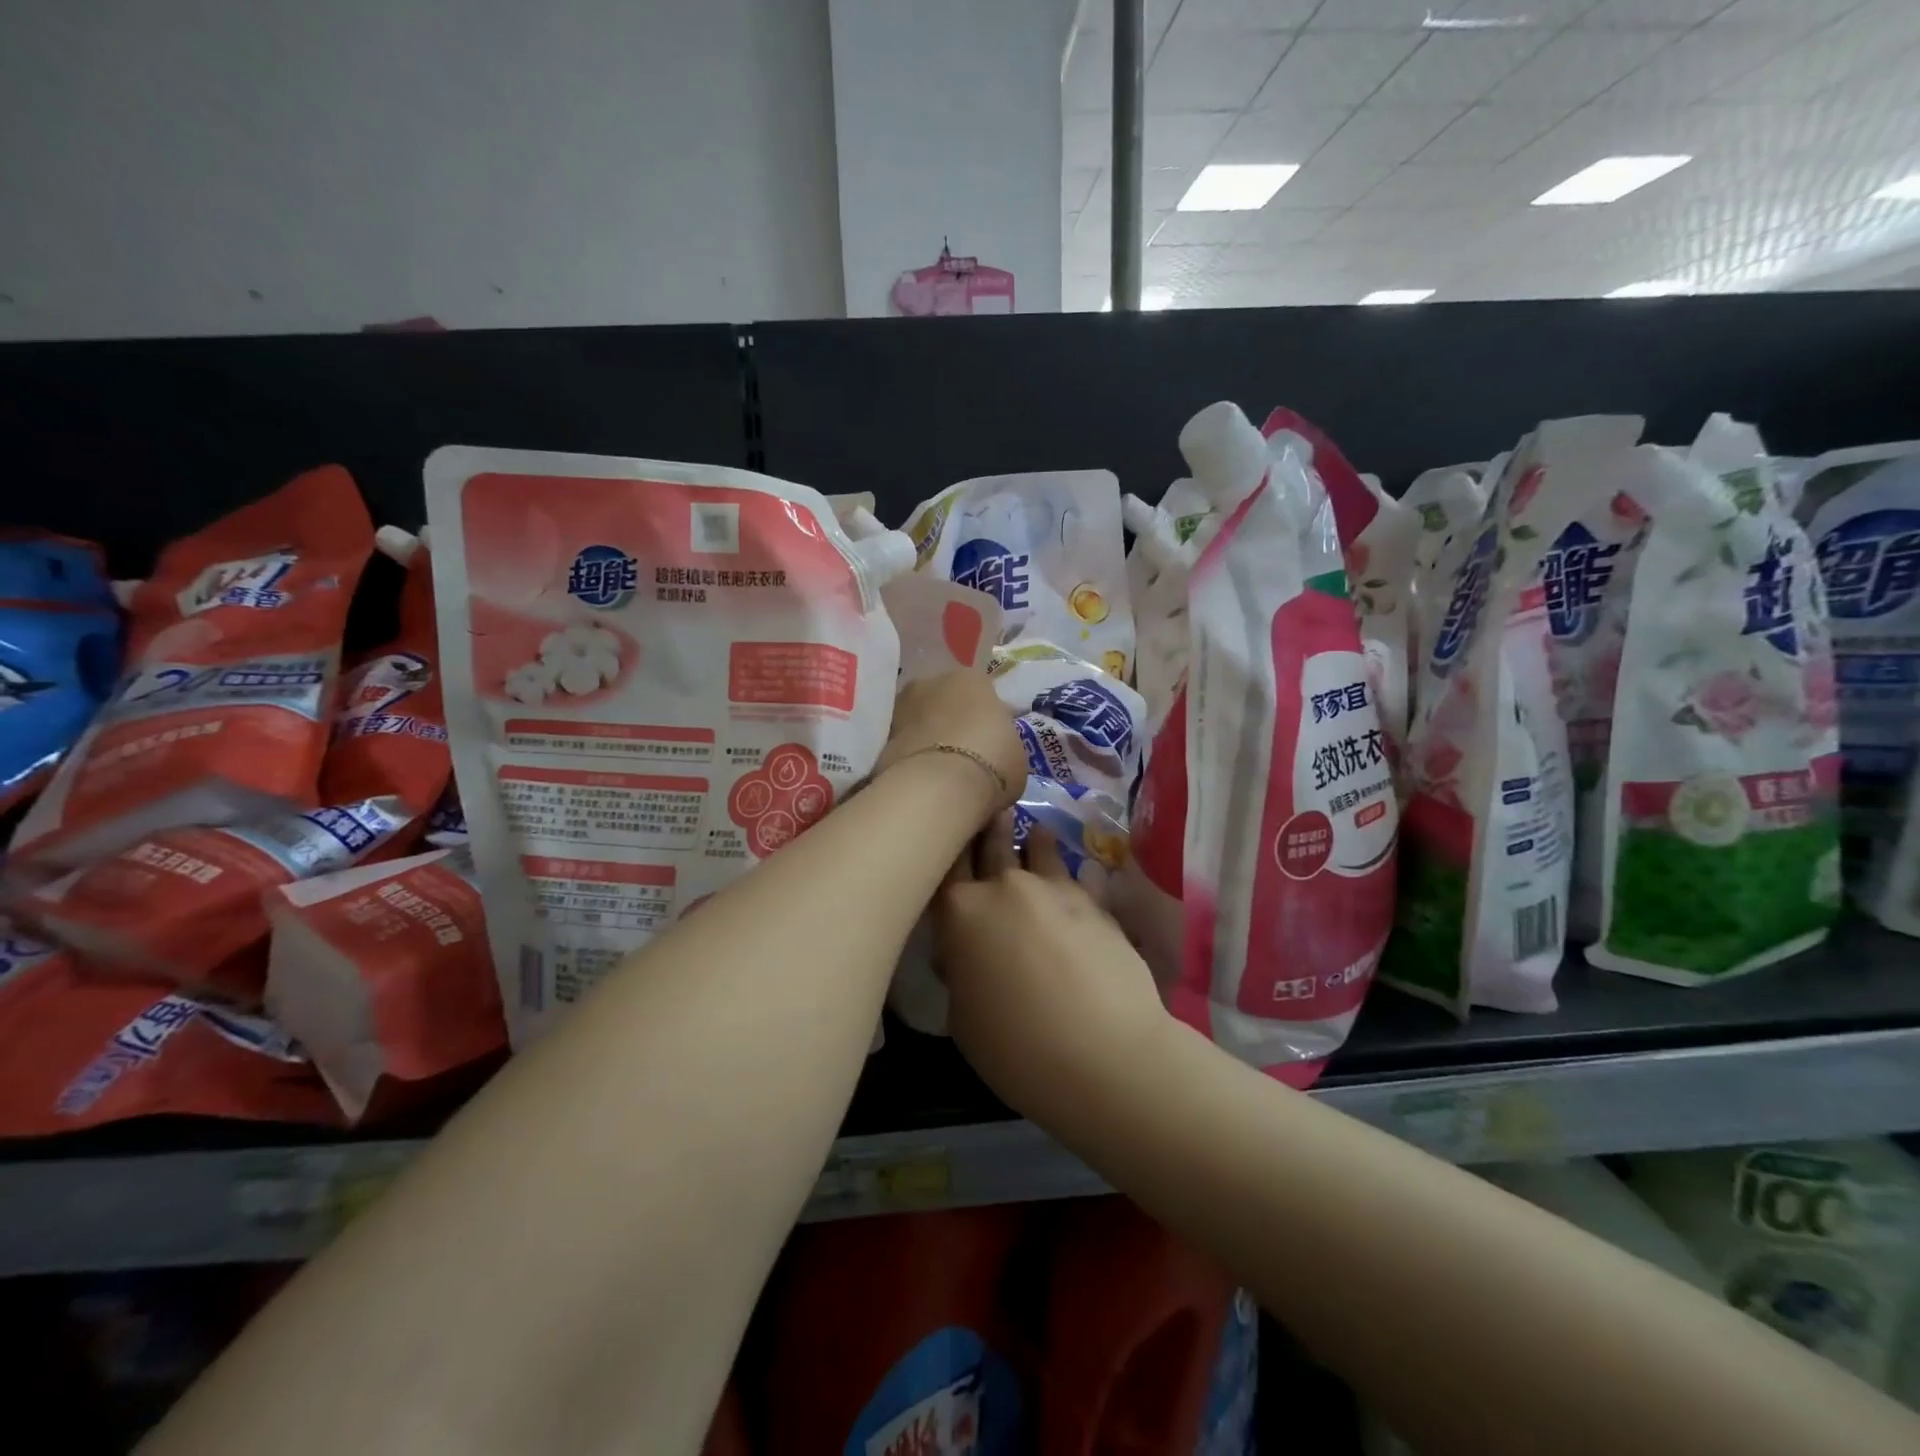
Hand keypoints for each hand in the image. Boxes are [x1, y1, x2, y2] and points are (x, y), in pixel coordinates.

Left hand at [874, 672, 1027, 829]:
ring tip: (941, 776)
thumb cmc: (992, 761)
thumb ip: (1002, 743)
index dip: (988, 720)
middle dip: (954, 726)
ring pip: (921, 723)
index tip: (993, 745)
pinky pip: (903, 747)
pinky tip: (923, 783)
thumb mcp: (1016, 754)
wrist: (938, 786)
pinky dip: (911, 760)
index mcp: (971, 678)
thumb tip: (994, 749)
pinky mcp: (879, 737)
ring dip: (929, 741)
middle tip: (965, 759)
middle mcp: (931, 682)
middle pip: (946, 703)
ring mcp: (901, 707)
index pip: (982, 694)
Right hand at [934, 814, 1168, 1120]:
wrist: (1105, 1053)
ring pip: (1038, 850)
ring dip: (1033, 841)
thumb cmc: (1017, 1047)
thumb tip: (965, 955)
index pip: (945, 864)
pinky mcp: (1094, 902)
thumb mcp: (964, 1020)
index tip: (945, 829)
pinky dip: (1071, 873)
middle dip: (988, 826)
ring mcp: (1054, 889)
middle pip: (991, 844)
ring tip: (1036, 832)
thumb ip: (960, 973)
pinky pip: (1077, 876)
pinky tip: (1078, 871)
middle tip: (989, 808)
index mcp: (960, 912)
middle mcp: (1004, 886)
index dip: (944, 845)